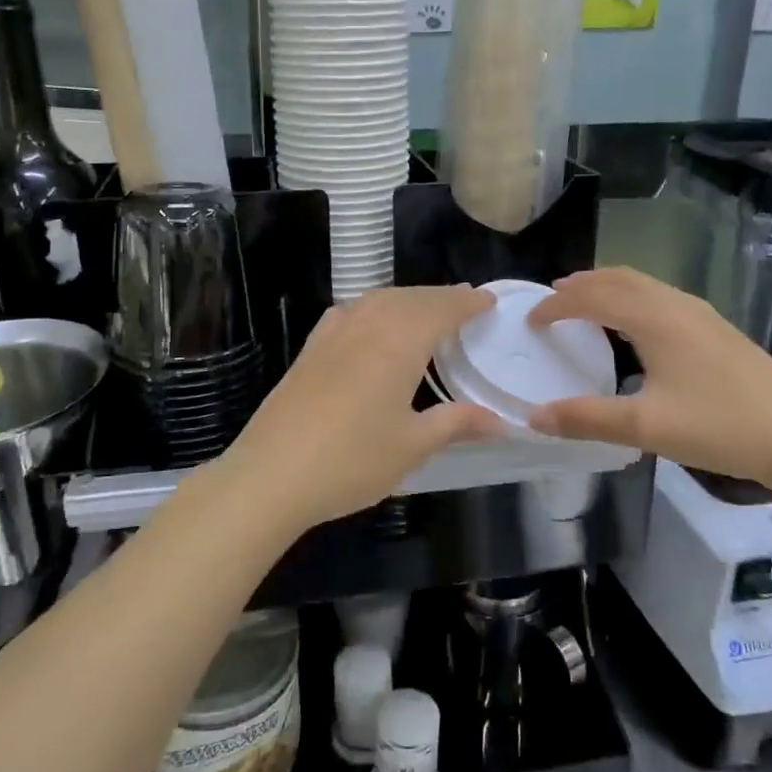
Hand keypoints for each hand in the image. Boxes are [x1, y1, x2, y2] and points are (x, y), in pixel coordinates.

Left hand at [210, 285, 505, 535]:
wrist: (272, 474)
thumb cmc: (352, 461)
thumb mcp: (412, 446)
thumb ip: (456, 424)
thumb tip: (500, 421)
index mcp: (398, 344)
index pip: (440, 310)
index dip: (466, 303)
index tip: (489, 301)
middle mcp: (366, 327)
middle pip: (409, 299)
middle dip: (440, 297)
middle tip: (465, 302)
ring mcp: (332, 335)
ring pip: (377, 300)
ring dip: (406, 298)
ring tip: (426, 309)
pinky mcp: (309, 350)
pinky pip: (349, 312)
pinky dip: (371, 307)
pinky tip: (370, 322)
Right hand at [525, 267, 771, 494]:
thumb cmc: (721, 426)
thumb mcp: (646, 427)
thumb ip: (586, 419)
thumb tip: (534, 416)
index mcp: (655, 319)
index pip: (594, 297)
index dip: (558, 305)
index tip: (531, 320)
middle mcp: (677, 305)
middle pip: (620, 279)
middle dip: (582, 285)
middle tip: (552, 299)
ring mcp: (702, 316)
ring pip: (644, 286)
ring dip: (609, 289)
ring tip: (585, 305)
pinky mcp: (717, 331)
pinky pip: (661, 298)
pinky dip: (632, 300)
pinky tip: (635, 329)